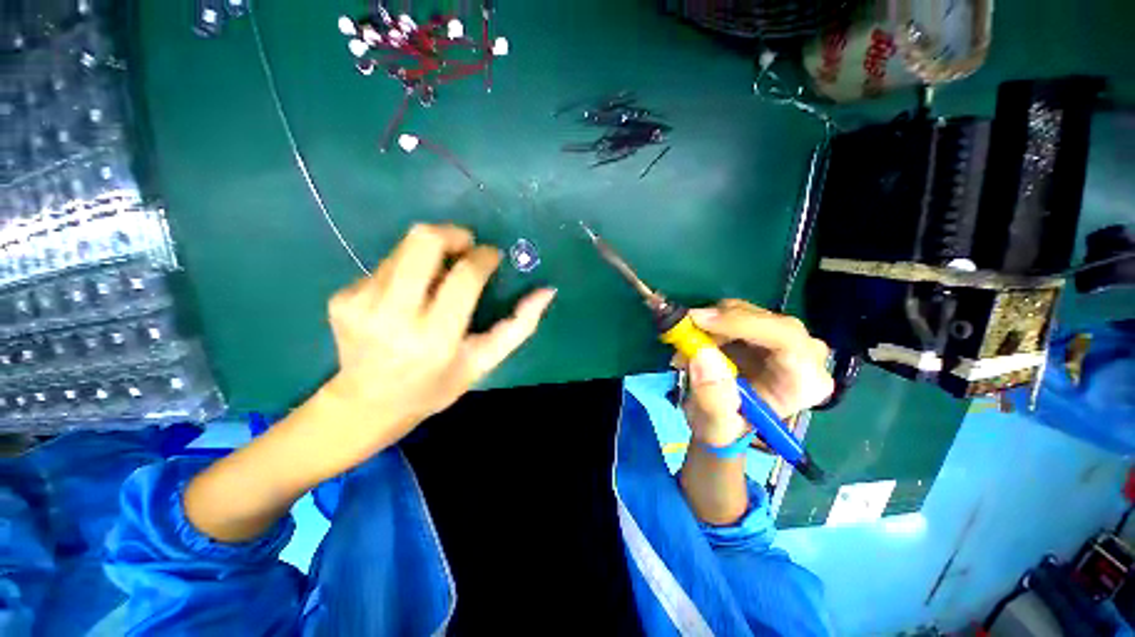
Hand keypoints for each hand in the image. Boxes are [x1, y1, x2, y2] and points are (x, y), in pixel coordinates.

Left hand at [320, 223, 555, 453]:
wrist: (367, 406)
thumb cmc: (436, 386)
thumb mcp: (485, 361)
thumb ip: (519, 326)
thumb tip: (547, 291)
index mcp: (436, 338)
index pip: (464, 276)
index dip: (484, 257)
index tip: (492, 256)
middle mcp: (393, 317)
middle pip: (423, 241)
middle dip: (452, 233)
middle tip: (467, 245)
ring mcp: (360, 304)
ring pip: (404, 247)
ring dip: (430, 253)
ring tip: (438, 277)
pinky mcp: (341, 298)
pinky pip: (385, 265)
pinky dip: (406, 270)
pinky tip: (409, 295)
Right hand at [680, 300, 833, 446]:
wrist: (723, 423)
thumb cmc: (725, 429)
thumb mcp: (715, 426)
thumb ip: (713, 397)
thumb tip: (702, 354)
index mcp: (804, 383)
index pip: (785, 338)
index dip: (742, 323)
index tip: (699, 321)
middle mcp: (805, 356)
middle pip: (766, 320)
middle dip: (719, 324)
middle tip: (684, 333)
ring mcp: (786, 340)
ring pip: (747, 312)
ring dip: (710, 325)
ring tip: (687, 350)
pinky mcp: (764, 330)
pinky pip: (735, 313)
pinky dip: (710, 323)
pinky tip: (697, 343)